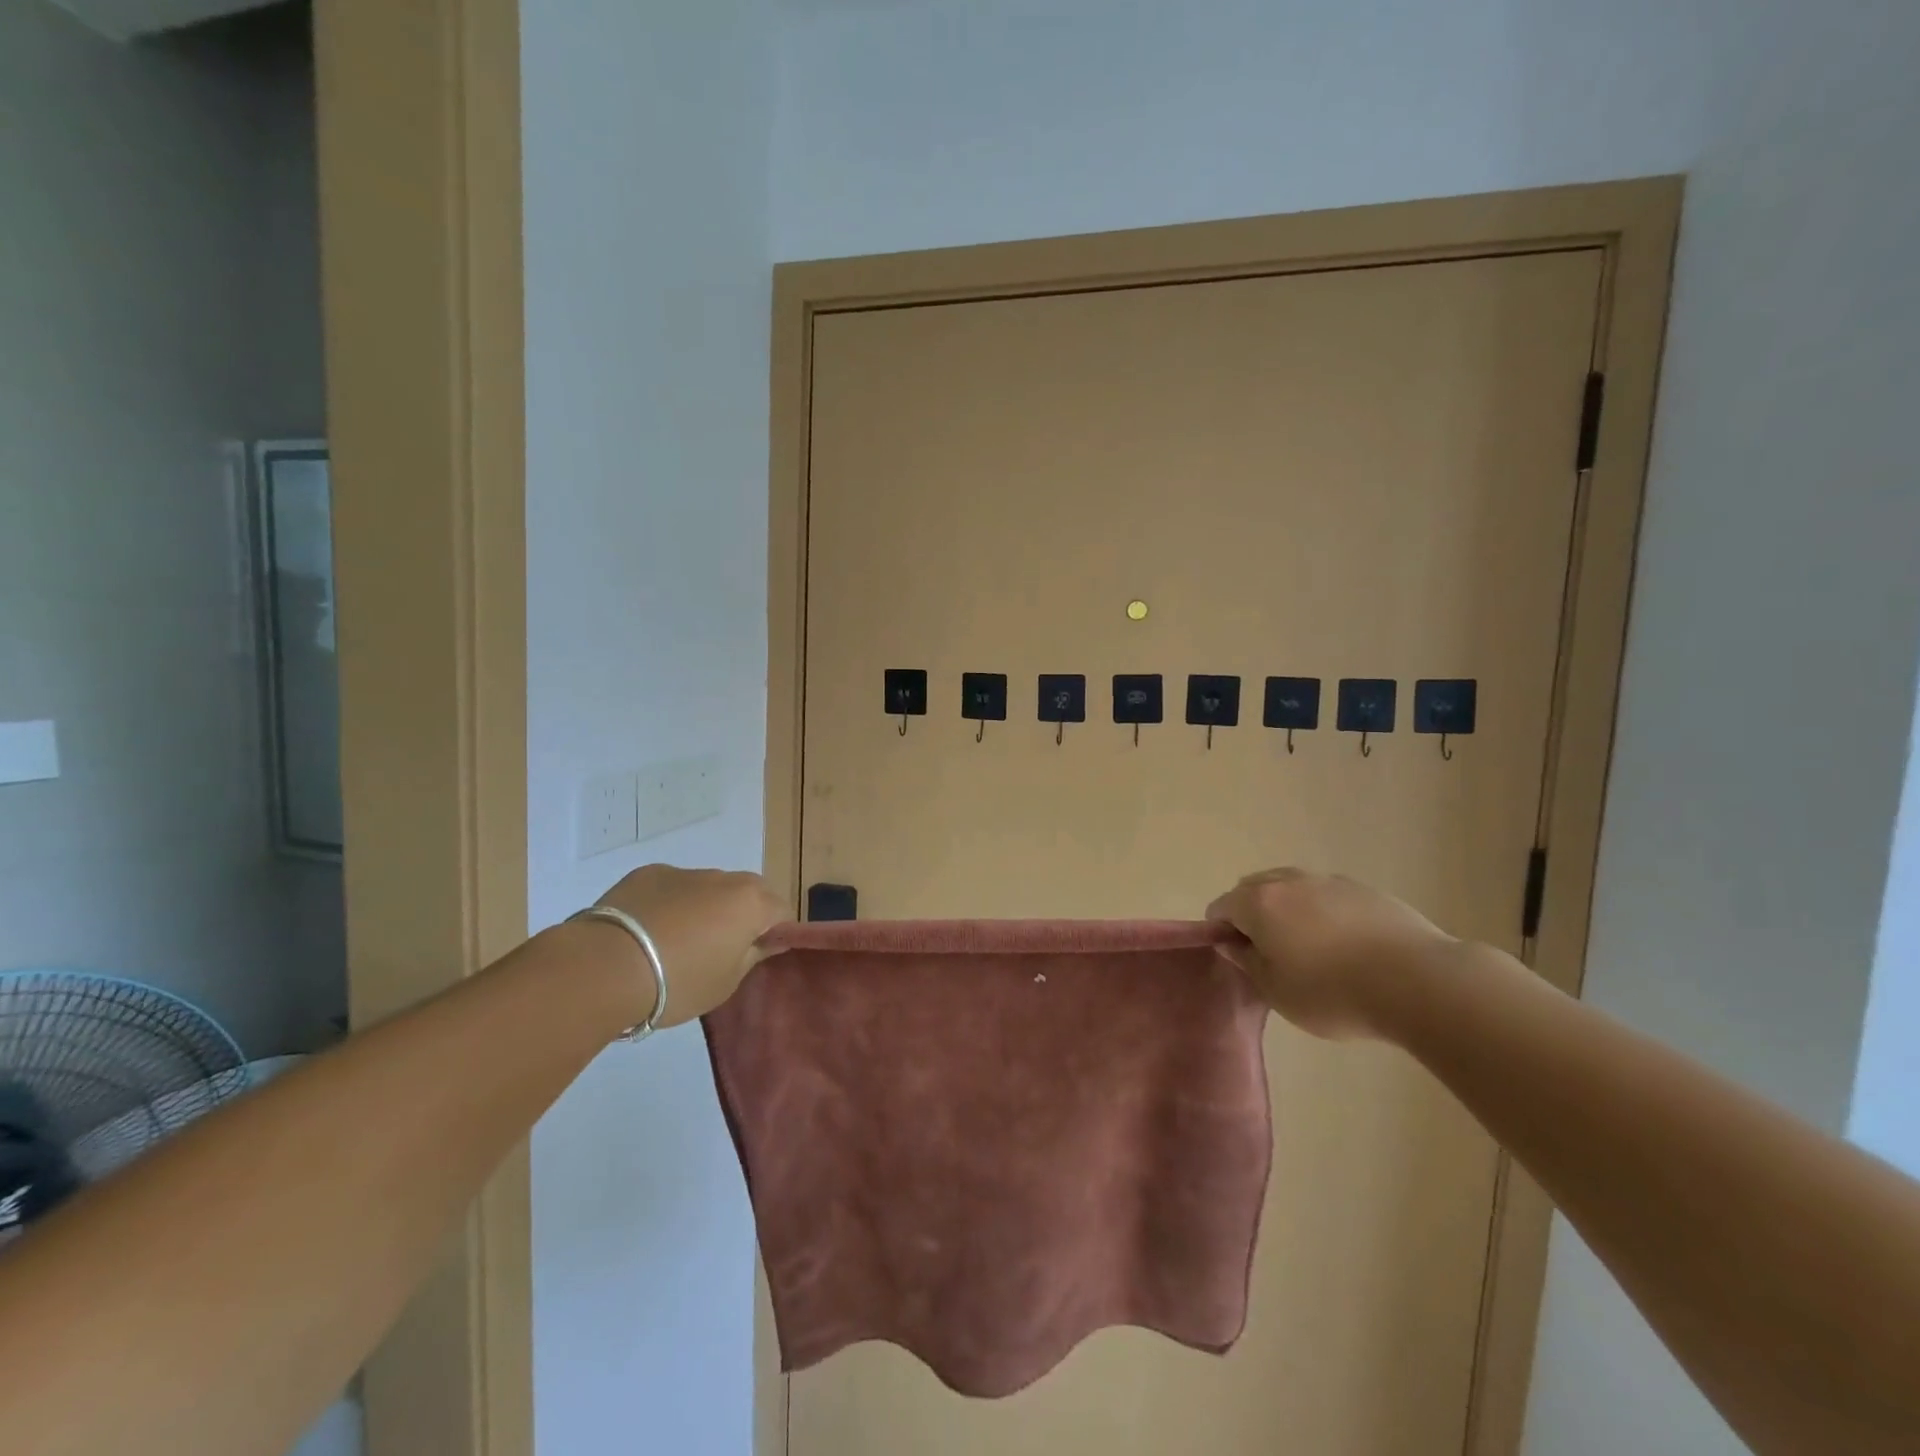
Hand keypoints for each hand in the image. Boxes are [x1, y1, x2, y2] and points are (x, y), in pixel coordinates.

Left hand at [597, 865, 786, 1025]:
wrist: (605, 967)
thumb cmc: (678, 982)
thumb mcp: (726, 983)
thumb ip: (753, 955)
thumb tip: (768, 940)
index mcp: (750, 902)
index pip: (782, 911)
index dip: (776, 933)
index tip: (758, 956)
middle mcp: (723, 878)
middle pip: (747, 893)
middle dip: (742, 916)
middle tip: (722, 950)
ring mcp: (683, 872)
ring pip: (708, 888)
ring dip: (705, 908)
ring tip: (677, 944)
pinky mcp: (647, 874)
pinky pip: (672, 888)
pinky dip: (670, 904)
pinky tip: (648, 932)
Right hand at [1206, 868, 1455, 1040]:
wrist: (1418, 982)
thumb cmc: (1333, 993)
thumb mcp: (1277, 992)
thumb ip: (1247, 962)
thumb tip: (1230, 942)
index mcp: (1259, 903)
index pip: (1221, 906)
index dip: (1221, 931)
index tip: (1240, 959)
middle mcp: (1289, 881)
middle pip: (1253, 888)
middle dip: (1252, 914)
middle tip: (1271, 954)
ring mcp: (1329, 880)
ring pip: (1292, 887)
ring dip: (1288, 909)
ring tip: (1311, 948)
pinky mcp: (1364, 889)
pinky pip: (1327, 894)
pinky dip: (1323, 911)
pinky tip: (1346, 945)